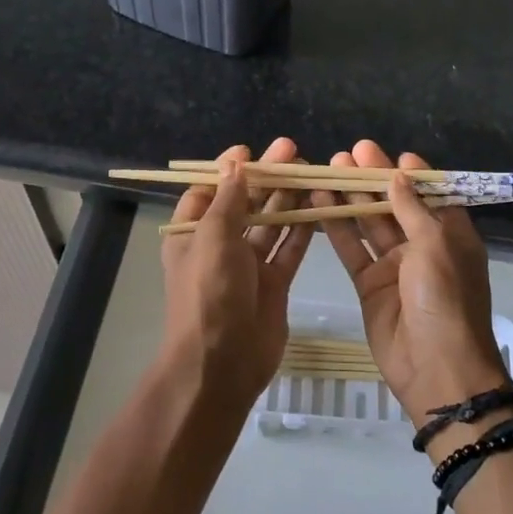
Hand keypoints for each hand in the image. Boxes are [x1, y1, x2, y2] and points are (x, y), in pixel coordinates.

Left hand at [160, 140, 314, 402]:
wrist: (222, 362)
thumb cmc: (209, 292)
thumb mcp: (213, 237)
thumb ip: (228, 199)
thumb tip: (234, 162)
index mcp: (191, 234)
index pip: (208, 191)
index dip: (229, 170)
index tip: (252, 151)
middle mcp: (218, 247)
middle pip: (245, 204)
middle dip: (267, 178)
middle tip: (294, 151)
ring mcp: (248, 266)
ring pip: (271, 224)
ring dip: (288, 199)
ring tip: (311, 171)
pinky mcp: (274, 284)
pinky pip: (290, 250)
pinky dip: (303, 230)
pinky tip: (321, 206)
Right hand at [313, 141, 505, 427]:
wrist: (435, 368)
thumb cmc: (445, 299)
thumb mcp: (436, 246)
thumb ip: (413, 209)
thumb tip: (399, 175)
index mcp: (451, 234)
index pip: (431, 193)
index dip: (410, 173)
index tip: (387, 153)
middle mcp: (423, 246)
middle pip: (395, 204)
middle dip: (372, 178)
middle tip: (347, 153)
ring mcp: (394, 266)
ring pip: (369, 224)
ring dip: (350, 198)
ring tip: (327, 169)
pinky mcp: (369, 285)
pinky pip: (352, 251)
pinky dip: (337, 228)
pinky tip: (318, 203)